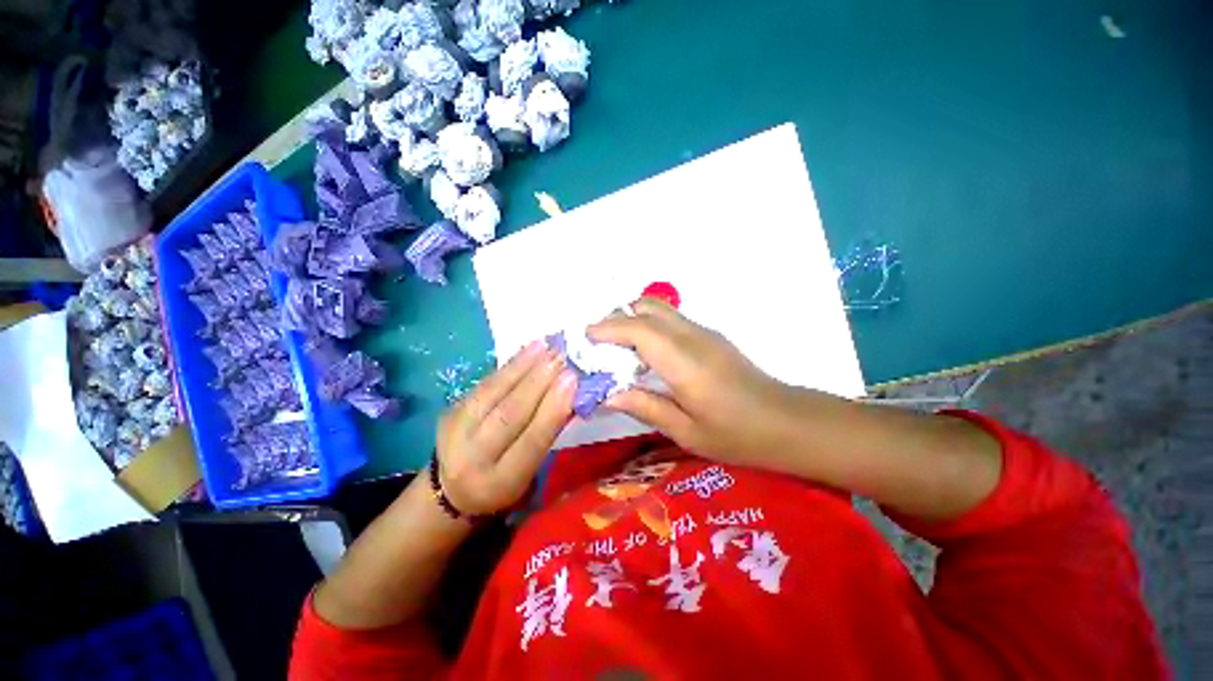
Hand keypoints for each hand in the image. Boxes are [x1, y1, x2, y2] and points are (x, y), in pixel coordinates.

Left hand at [436, 341, 575, 515]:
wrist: (450, 488)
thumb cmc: (503, 482)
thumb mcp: (529, 472)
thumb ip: (547, 435)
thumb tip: (571, 395)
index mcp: (501, 481)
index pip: (531, 442)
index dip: (552, 410)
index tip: (572, 381)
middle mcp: (473, 457)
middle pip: (509, 414)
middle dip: (538, 382)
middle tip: (562, 357)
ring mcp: (455, 431)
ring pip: (493, 393)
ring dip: (523, 366)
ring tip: (546, 346)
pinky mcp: (450, 409)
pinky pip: (485, 383)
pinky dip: (510, 365)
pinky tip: (528, 349)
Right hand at [588, 298, 797, 466]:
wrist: (786, 422)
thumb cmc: (736, 434)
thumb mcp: (686, 431)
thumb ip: (645, 407)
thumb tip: (609, 395)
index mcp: (684, 362)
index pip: (639, 330)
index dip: (609, 328)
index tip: (586, 336)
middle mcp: (692, 337)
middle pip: (648, 308)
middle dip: (618, 317)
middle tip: (599, 342)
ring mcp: (704, 333)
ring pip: (660, 309)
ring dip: (634, 319)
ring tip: (617, 347)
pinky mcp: (710, 336)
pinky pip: (671, 320)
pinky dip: (649, 326)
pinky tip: (645, 353)